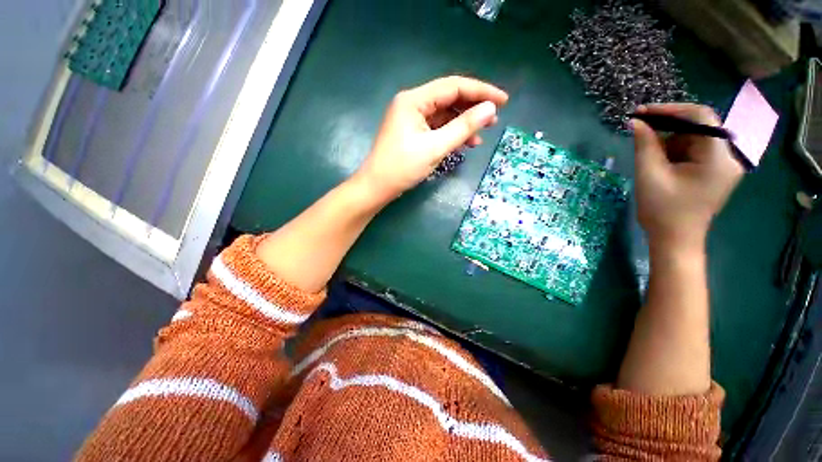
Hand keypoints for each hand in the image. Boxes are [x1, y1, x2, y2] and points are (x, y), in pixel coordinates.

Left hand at [354, 76, 507, 203]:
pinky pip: (437, 128)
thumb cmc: (402, 167)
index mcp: (414, 100)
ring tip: (481, 135)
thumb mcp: (435, 148)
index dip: (481, 91)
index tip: (503, 100)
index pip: (454, 86)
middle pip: (449, 99)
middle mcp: (412, 104)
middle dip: (472, 108)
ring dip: (463, 124)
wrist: (378, 187)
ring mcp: (412, 119)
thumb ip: (463, 127)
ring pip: (444, 115)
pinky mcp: (413, 133)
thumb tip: (490, 109)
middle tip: (494, 120)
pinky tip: (465, 143)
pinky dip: (451, 135)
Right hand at [632, 104, 743, 251]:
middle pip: (698, 128)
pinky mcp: (715, 172)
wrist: (674, 240)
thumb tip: (635, 122)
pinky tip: (660, 165)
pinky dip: (675, 153)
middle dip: (668, 128)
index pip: (702, 117)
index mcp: (719, 158)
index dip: (671, 110)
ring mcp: (723, 165)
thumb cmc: (662, 210)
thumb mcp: (649, 175)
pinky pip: (694, 151)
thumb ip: (644, 145)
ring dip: (669, 143)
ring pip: (694, 140)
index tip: (643, 113)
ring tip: (649, 159)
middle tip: (640, 132)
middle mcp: (728, 157)